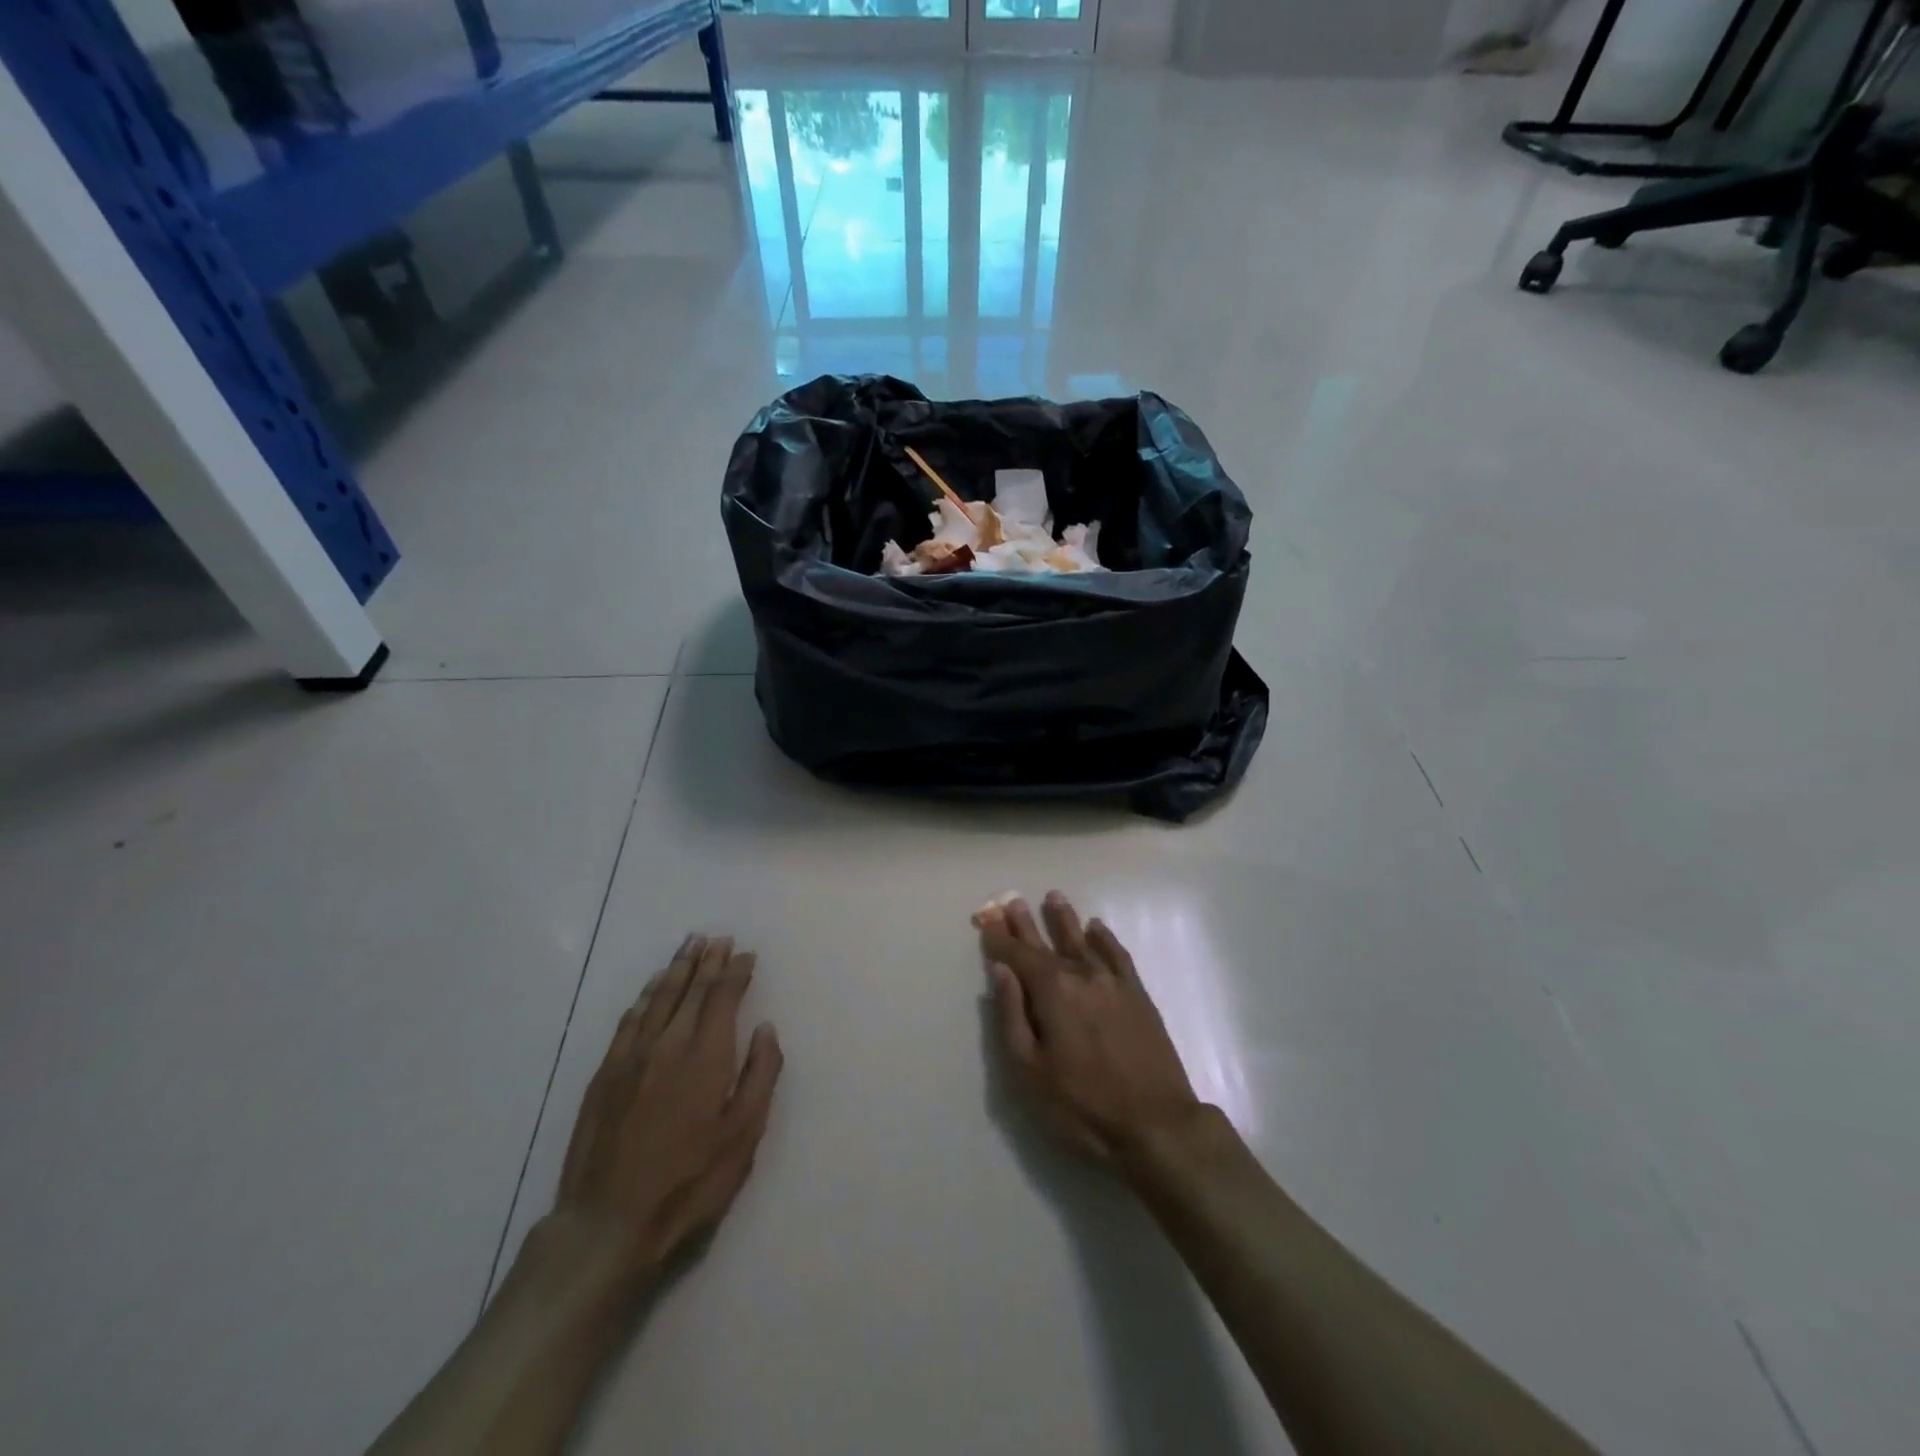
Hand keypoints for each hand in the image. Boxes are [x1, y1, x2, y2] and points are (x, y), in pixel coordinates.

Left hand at [549, 935, 782, 1285]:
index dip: (736, 972)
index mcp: (706, 1057)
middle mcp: (668, 1045)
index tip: (746, 954)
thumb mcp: (742, 1137)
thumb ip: (760, 1076)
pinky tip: (652, 988)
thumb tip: (765, 1029)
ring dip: (677, 968)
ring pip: (658, 998)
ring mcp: (631, 1058)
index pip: (723, 997)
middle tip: (718, 937)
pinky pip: (629, 1020)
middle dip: (708, 961)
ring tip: (689, 944)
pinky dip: (645, 996)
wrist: (607, 1225)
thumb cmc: (688, 1184)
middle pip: (691, 990)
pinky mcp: (605, 1075)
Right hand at [978, 894, 1200, 1163]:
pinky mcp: (1138, 995)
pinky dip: (1105, 938)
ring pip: (1083, 941)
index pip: (1018, 956)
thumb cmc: (1082, 1105)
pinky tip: (1097, 928)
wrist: (1156, 1124)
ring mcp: (1113, 983)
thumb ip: (1012, 1015)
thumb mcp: (1030, 1070)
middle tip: (1012, 901)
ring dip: (1065, 920)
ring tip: (1053, 897)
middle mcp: (1081, 975)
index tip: (985, 919)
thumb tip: (1001, 970)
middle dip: (1027, 924)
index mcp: (1052, 992)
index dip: (999, 938)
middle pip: (1047, 943)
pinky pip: (1118, 955)